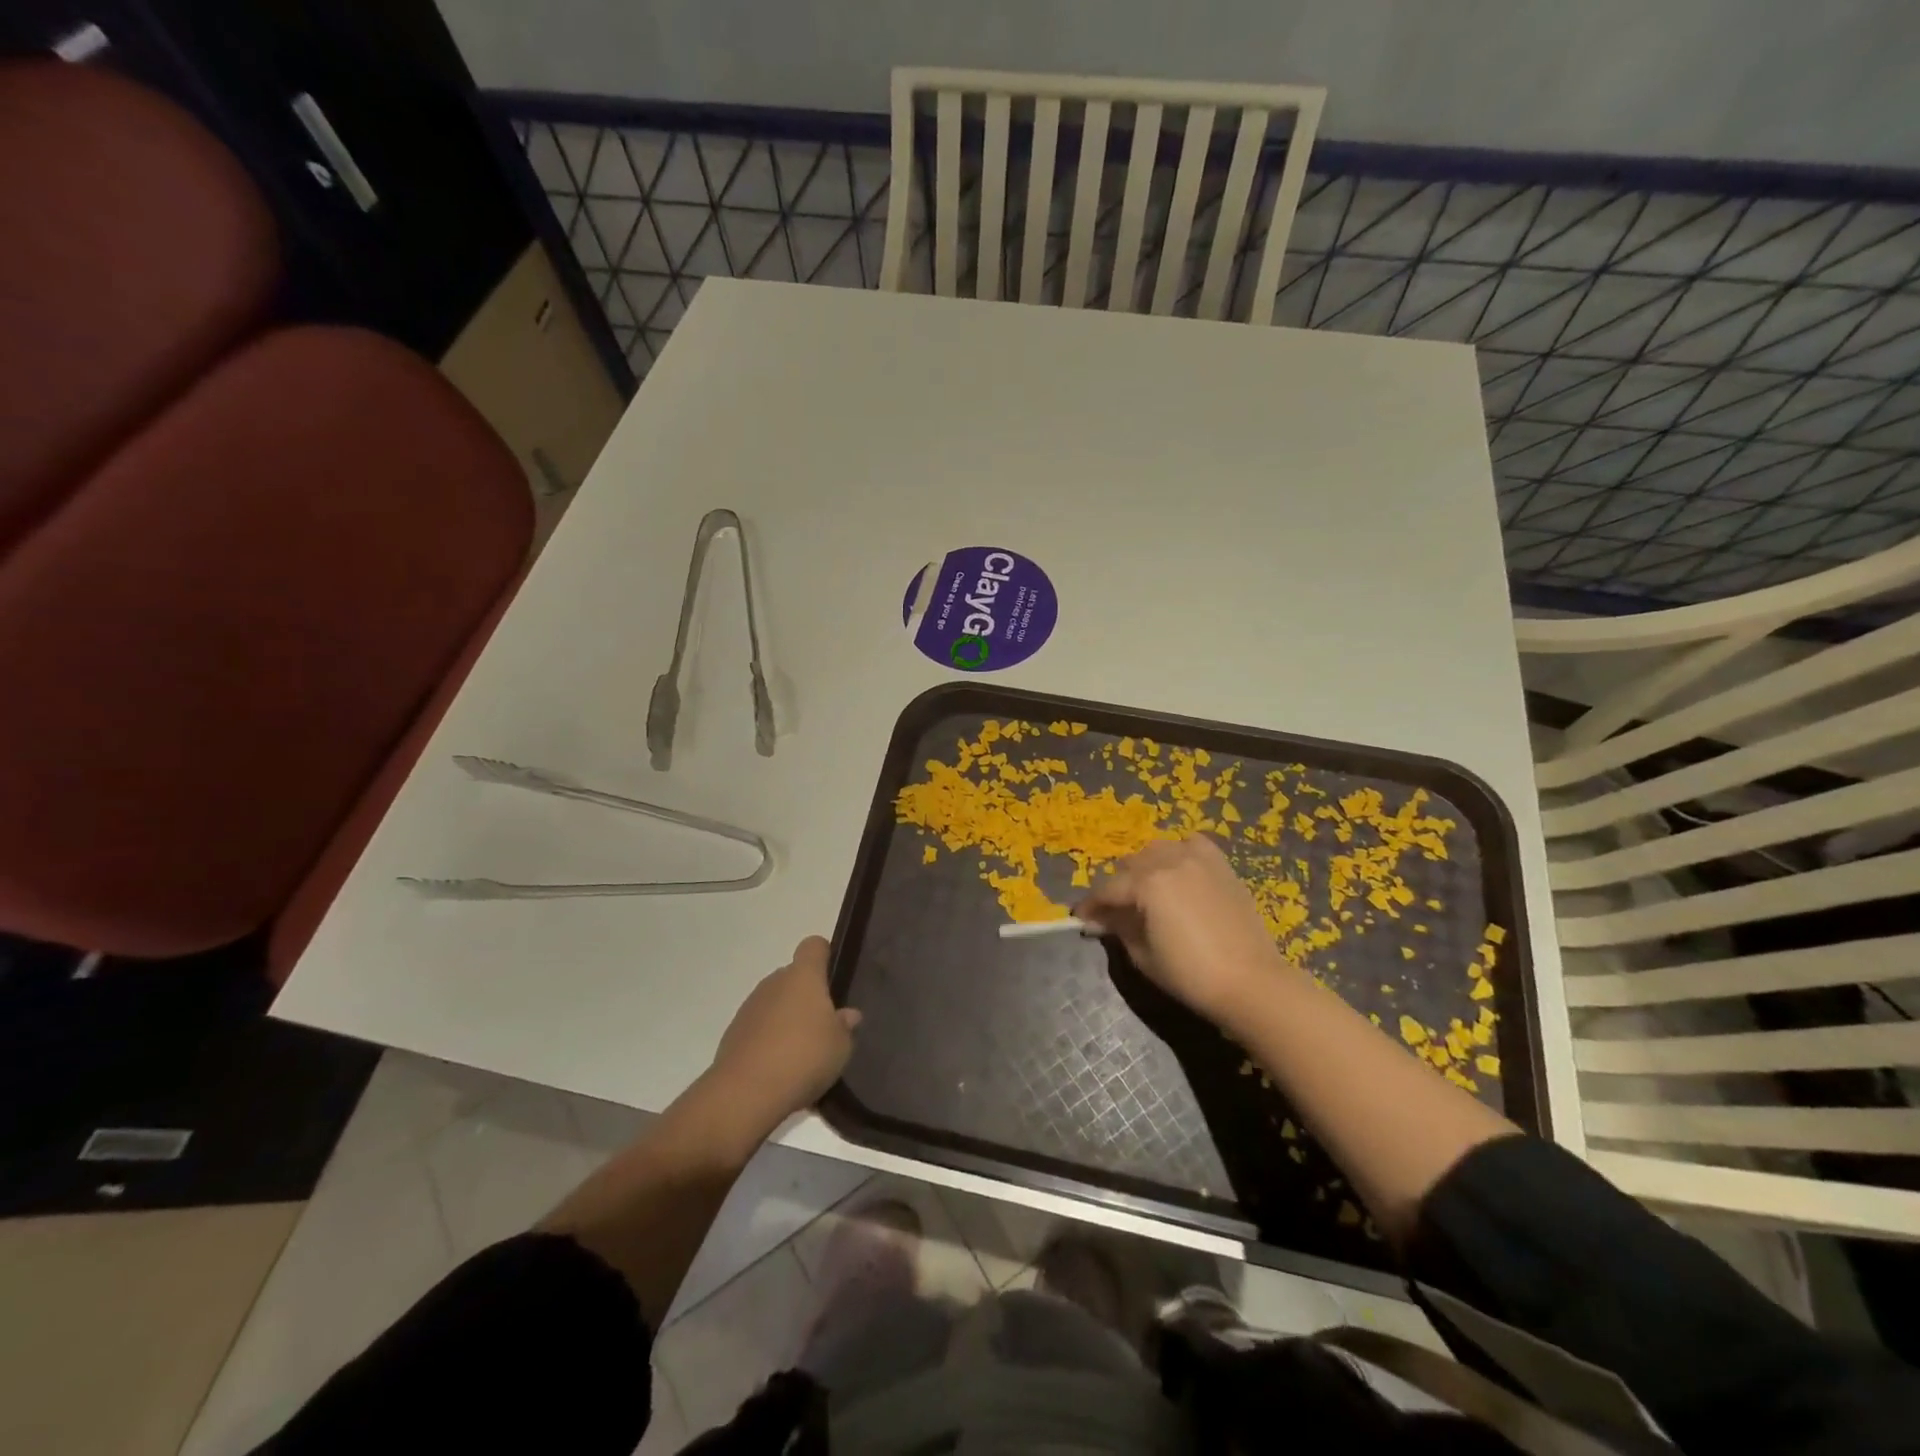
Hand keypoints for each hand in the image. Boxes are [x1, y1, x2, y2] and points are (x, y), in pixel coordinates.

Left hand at [706, 936, 860, 1133]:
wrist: (745, 1093)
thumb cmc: (804, 1057)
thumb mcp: (841, 1046)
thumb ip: (845, 1026)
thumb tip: (848, 1015)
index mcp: (803, 976)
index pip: (814, 946)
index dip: (824, 955)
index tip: (833, 976)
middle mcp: (774, 983)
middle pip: (793, 977)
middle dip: (806, 995)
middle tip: (823, 1025)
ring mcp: (750, 1007)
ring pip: (774, 1003)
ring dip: (786, 1019)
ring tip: (801, 1053)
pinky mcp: (733, 1034)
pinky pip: (758, 1028)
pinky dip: (768, 1041)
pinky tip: (779, 1069)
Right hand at [1075, 837, 1293, 1031]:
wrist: (1251, 982)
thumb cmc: (1191, 974)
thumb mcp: (1143, 955)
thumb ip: (1118, 929)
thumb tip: (1100, 920)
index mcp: (1147, 883)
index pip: (1108, 889)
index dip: (1091, 906)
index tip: (1081, 919)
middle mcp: (1170, 860)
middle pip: (1130, 865)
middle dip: (1117, 887)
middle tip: (1114, 912)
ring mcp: (1199, 859)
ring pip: (1157, 850)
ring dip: (1144, 867)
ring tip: (1145, 891)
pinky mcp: (1221, 865)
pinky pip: (1191, 845)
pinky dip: (1178, 853)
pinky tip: (1177, 871)